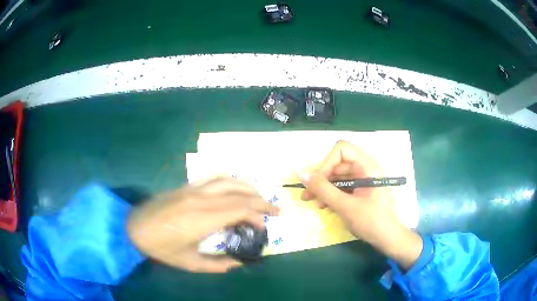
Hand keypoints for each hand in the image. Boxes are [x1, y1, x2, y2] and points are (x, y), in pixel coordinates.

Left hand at [127, 178, 278, 272]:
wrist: (134, 227)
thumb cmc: (161, 248)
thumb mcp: (190, 263)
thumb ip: (218, 264)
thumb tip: (239, 262)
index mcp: (203, 218)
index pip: (240, 209)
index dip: (257, 216)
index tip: (263, 227)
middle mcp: (201, 199)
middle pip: (239, 193)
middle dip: (261, 200)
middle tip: (275, 209)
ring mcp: (193, 189)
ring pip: (228, 180)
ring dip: (248, 188)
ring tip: (259, 198)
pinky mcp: (186, 186)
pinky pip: (214, 178)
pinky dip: (231, 182)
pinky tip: (235, 189)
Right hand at [300, 140, 421, 268]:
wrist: (388, 239)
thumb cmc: (371, 221)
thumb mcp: (345, 206)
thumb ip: (323, 189)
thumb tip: (301, 174)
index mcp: (367, 166)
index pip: (342, 150)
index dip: (327, 163)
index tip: (317, 182)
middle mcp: (365, 169)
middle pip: (338, 164)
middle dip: (321, 179)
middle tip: (307, 195)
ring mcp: (363, 180)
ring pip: (338, 177)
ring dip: (324, 188)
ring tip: (314, 203)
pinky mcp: (361, 191)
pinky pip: (343, 187)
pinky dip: (332, 195)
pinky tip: (324, 206)